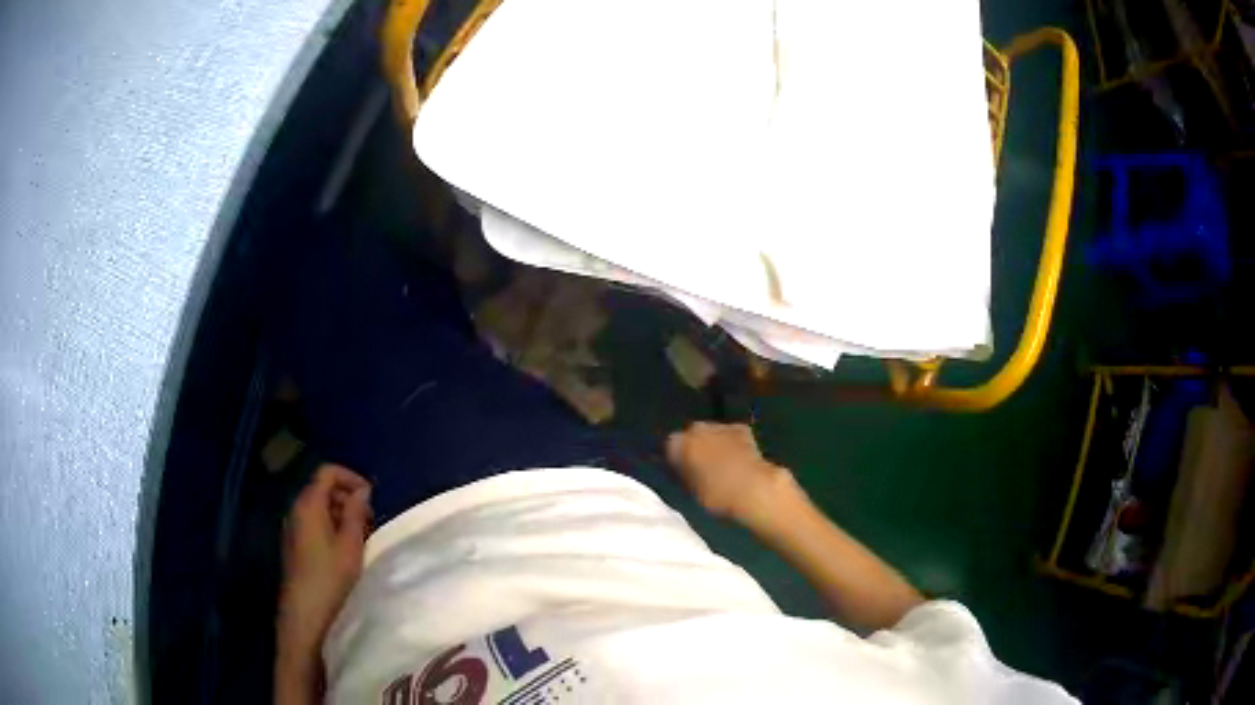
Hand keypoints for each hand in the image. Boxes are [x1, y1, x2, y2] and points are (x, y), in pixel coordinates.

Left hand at [278, 464, 371, 666]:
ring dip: (341, 515)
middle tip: (370, 521)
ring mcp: (293, 528)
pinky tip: (346, 551)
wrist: (305, 613)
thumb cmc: (330, 577)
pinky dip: (331, 528)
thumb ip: (356, 513)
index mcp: (308, 504)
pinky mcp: (294, 545)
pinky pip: (313, 524)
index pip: (327, 472)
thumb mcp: (351, 545)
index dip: (351, 477)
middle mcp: (296, 510)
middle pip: (322, 488)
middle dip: (347, 498)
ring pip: (319, 508)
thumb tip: (362, 491)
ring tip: (362, 538)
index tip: (372, 497)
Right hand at [666, 422, 795, 523]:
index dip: (676, 460)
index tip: (681, 472)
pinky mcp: (741, 428)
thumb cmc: (716, 495)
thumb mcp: (691, 490)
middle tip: (701, 467)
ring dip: (714, 443)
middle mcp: (696, 428)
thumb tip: (684, 471)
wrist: (752, 488)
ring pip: (711, 433)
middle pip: (690, 435)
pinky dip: (732, 442)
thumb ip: (684, 475)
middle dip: (695, 447)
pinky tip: (738, 457)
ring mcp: (720, 425)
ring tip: (721, 463)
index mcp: (678, 444)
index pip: (670, 447)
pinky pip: (730, 434)